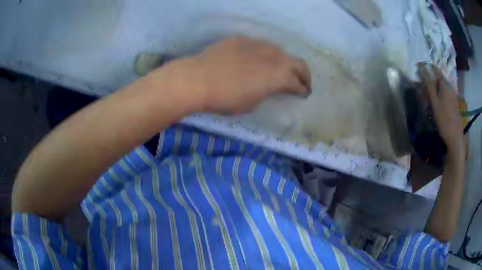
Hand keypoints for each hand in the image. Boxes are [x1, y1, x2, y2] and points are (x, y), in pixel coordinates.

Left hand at [168, 37, 310, 114]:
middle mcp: (274, 56)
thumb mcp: (252, 103)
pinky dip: (263, 55)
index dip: (303, 90)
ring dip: (284, 62)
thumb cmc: (226, 98)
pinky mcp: (243, 39)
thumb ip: (267, 92)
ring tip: (279, 70)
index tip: (304, 94)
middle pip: (298, 63)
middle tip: (302, 82)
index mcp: (279, 76)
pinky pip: (259, 47)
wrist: (197, 79)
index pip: (299, 83)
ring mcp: (258, 44)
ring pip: (280, 52)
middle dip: (304, 74)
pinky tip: (254, 61)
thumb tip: (271, 87)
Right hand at [417, 63, 464, 158]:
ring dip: (433, 88)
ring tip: (426, 97)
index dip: (425, 67)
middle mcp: (449, 86)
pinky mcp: (452, 101)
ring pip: (440, 86)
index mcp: (445, 84)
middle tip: (421, 88)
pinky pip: (443, 92)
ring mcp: (452, 94)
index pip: (434, 69)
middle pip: (437, 78)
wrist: (455, 137)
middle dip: (429, 80)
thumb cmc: (444, 120)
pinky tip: (434, 102)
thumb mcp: (435, 102)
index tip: (417, 69)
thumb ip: (429, 85)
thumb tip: (421, 68)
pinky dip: (437, 94)